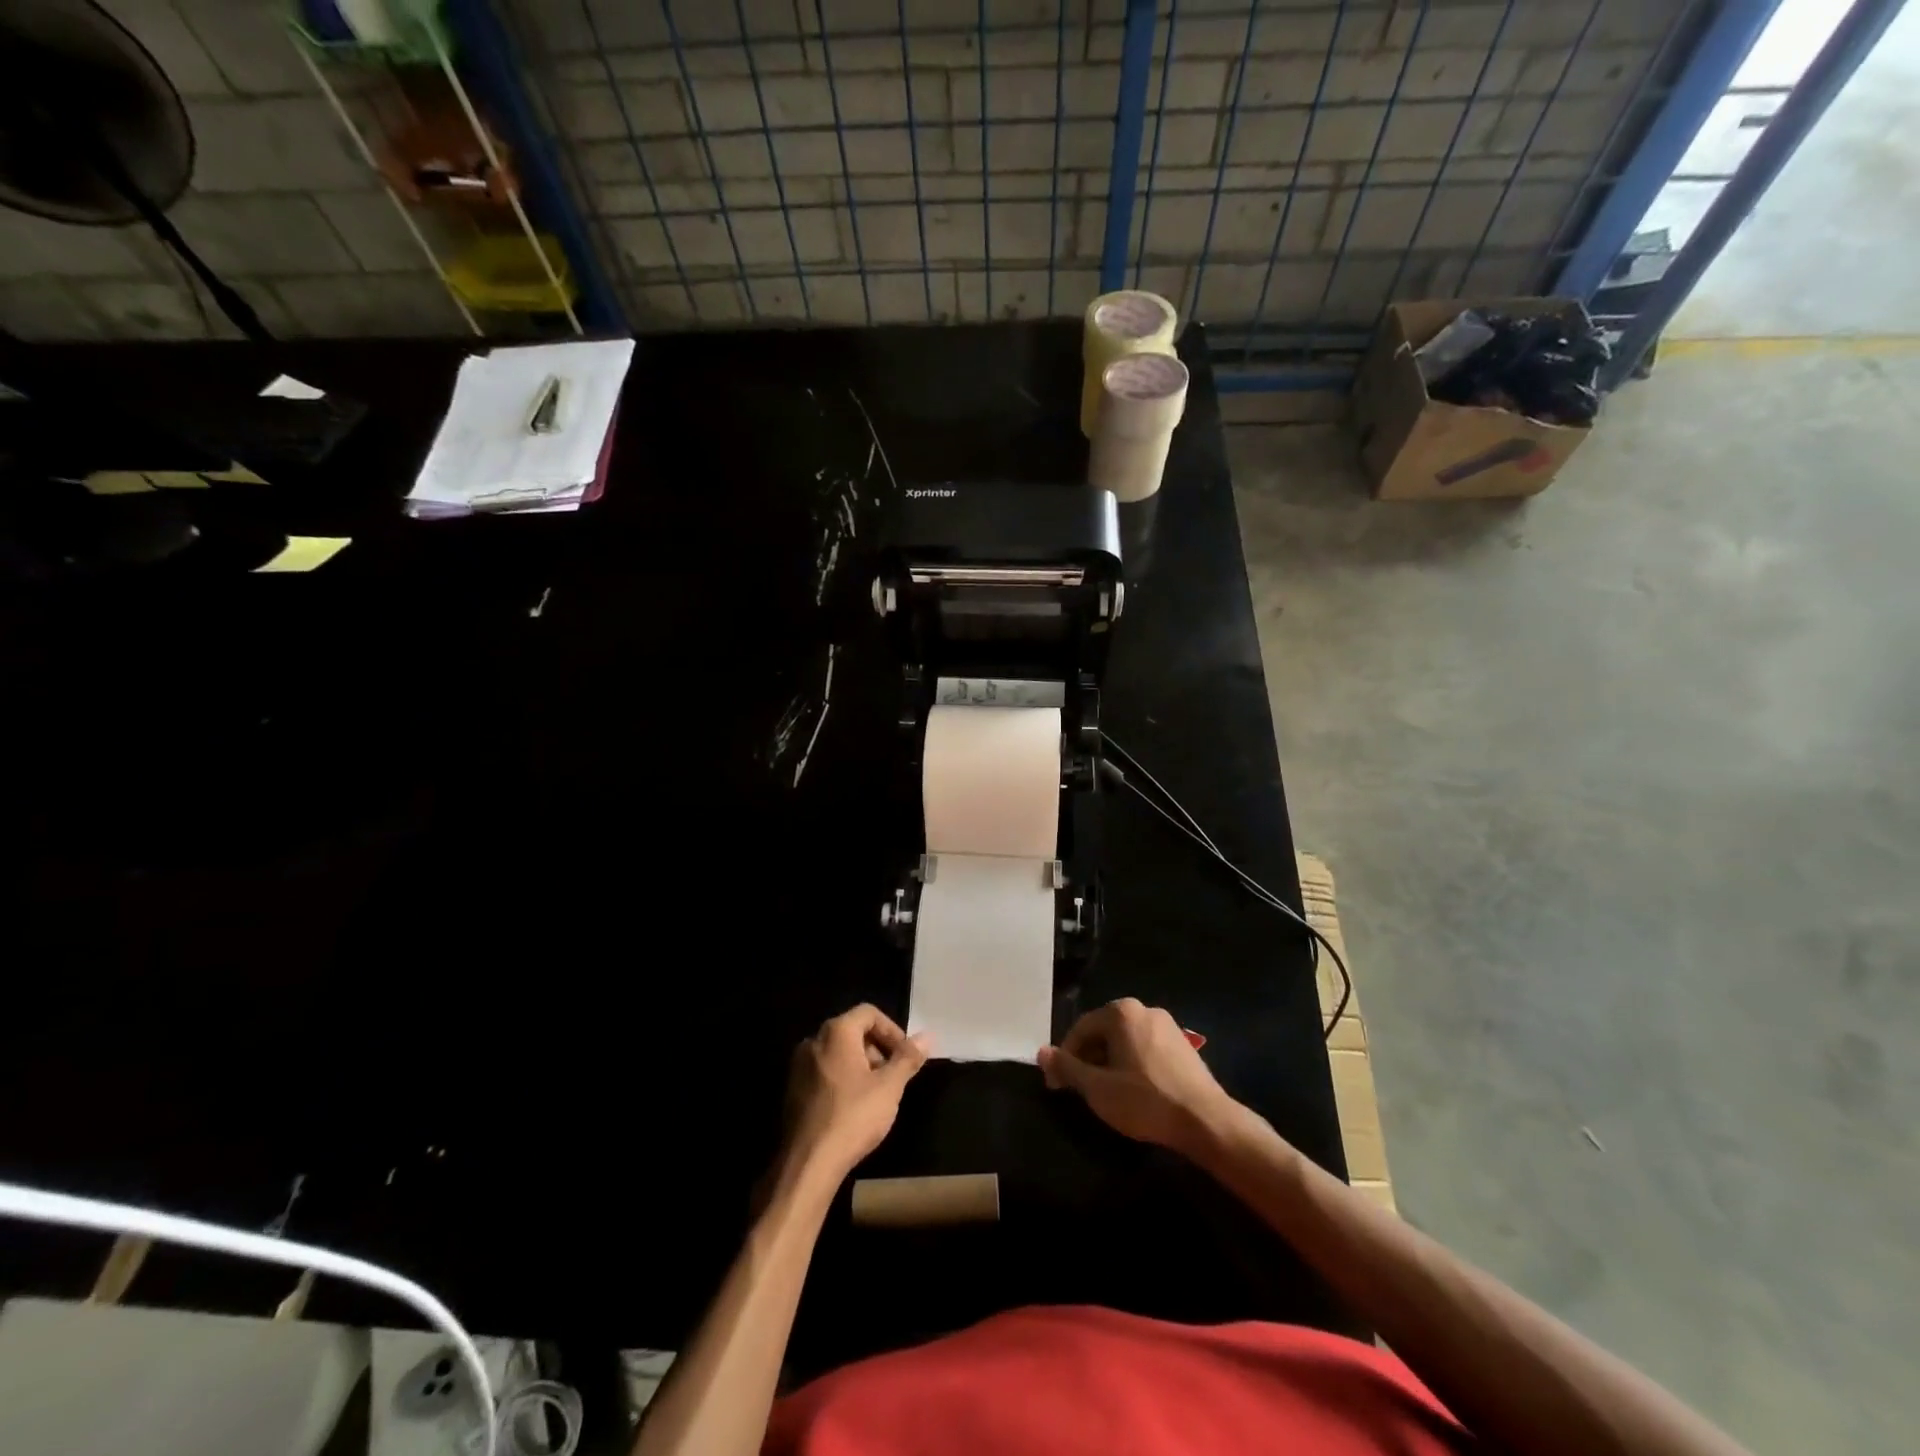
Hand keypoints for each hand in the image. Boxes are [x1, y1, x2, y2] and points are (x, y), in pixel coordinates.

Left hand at [780, 1005, 929, 1184]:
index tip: (905, 1056)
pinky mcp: (792, 1090)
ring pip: (837, 1054)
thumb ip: (908, 1058)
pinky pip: (823, 1073)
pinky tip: (853, 1108)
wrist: (808, 1163)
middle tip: (893, 1077)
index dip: (892, 1030)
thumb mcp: (889, 1087)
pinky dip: (842, 1080)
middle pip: (852, 1031)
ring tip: (876, 1095)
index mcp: (836, 1032)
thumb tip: (927, 1036)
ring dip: (861, 1066)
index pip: (868, 1013)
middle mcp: (813, 1041)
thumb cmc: (853, 1117)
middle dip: (877, 1049)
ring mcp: (799, 1066)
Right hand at [1038, 998, 1236, 1153]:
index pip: (1080, 1029)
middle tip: (1080, 1091)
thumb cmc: (1145, 1100)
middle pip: (1103, 1033)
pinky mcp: (1182, 1045)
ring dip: (1109, 1064)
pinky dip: (1132, 1066)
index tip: (1057, 1086)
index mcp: (1120, 1012)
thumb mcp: (1097, 1088)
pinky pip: (1145, 1049)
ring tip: (1107, 1095)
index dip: (1065, 1058)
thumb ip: (1067, 1067)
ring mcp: (1166, 1025)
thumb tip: (1041, 1052)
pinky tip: (1135, 1092)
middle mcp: (1143, 1009)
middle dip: (1088, 1060)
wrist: (1206, 1121)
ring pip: (1124, 1042)